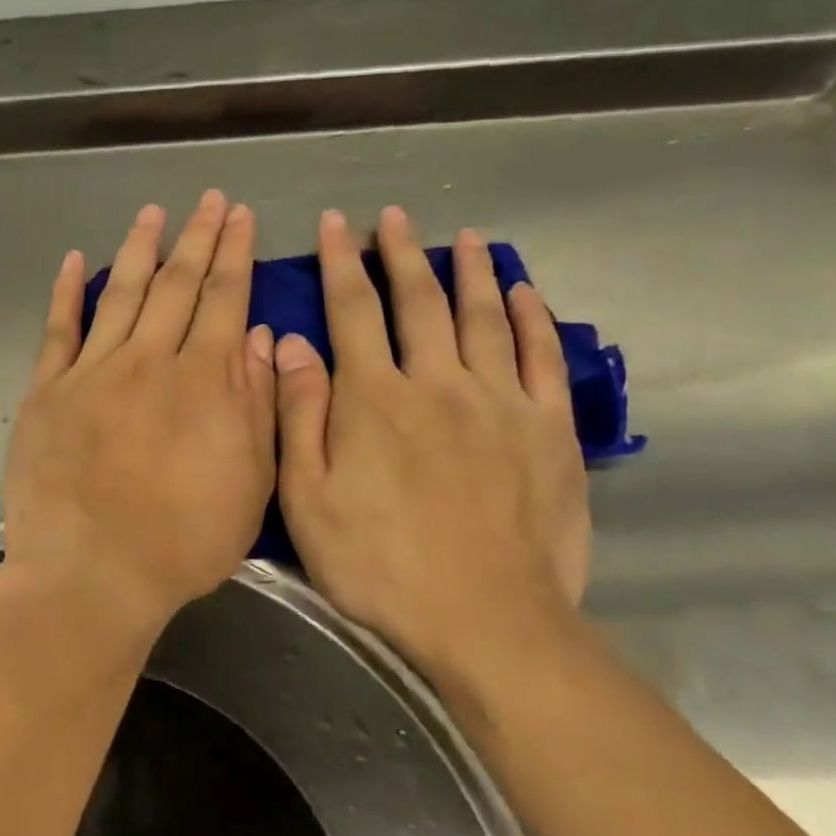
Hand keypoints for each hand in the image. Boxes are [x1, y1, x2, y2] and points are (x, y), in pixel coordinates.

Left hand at [2, 191, 276, 636]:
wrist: (92, 573)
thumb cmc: (183, 541)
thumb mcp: (249, 483)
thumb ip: (255, 405)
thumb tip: (255, 338)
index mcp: (203, 381)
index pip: (223, 299)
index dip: (234, 254)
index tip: (239, 216)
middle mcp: (148, 361)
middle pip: (176, 285)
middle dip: (196, 238)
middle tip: (208, 200)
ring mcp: (91, 373)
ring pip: (121, 295)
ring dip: (140, 250)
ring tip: (153, 213)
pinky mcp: (46, 393)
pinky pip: (58, 331)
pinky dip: (67, 294)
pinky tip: (75, 262)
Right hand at [273, 208, 590, 677]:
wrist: (483, 618)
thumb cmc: (377, 564)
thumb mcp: (306, 499)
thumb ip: (298, 415)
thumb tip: (288, 344)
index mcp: (372, 399)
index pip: (351, 311)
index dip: (340, 263)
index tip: (334, 225)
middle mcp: (436, 382)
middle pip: (418, 302)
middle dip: (402, 254)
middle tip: (394, 217)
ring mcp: (499, 402)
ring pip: (483, 317)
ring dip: (468, 271)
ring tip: (462, 237)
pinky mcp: (548, 429)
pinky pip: (541, 357)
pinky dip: (532, 318)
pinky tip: (523, 292)